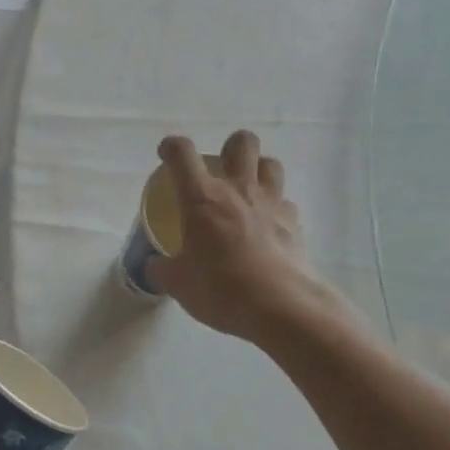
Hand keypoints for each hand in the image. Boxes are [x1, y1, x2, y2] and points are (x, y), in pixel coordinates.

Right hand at [148, 130, 334, 342]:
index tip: (166, 155)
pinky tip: (267, 227)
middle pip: (242, 142)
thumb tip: (155, 265)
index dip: (171, 147)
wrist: (281, 307)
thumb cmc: (220, 289)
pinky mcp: (294, 223)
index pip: (182, 154)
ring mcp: (271, 203)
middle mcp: (238, 190)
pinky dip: (275, 208)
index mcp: (201, 198)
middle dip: (230, 147)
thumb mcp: (177, 284)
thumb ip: (162, 269)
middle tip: (220, 169)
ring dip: (259, 170)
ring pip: (271, 164)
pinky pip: (285, 202)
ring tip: (247, 191)